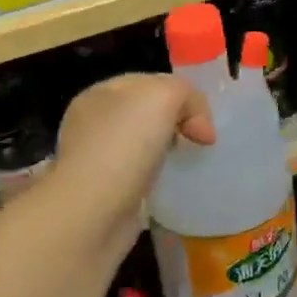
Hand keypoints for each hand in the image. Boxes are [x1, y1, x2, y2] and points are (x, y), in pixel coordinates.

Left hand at [52, 74, 214, 240]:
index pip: (149, 83)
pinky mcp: (103, 194)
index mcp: (100, 94)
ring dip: (167, 153)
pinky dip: (157, 181)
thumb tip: (199, 126)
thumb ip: (186, 95)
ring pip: (143, 146)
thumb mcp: (163, 96)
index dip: (181, 96)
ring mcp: (96, 160)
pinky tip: (169, 189)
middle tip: (199, 142)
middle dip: (176, 123)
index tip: (204, 123)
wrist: (92, 214)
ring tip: (188, 166)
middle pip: (146, 114)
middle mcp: (93, 124)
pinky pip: (139, 178)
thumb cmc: (124, 144)